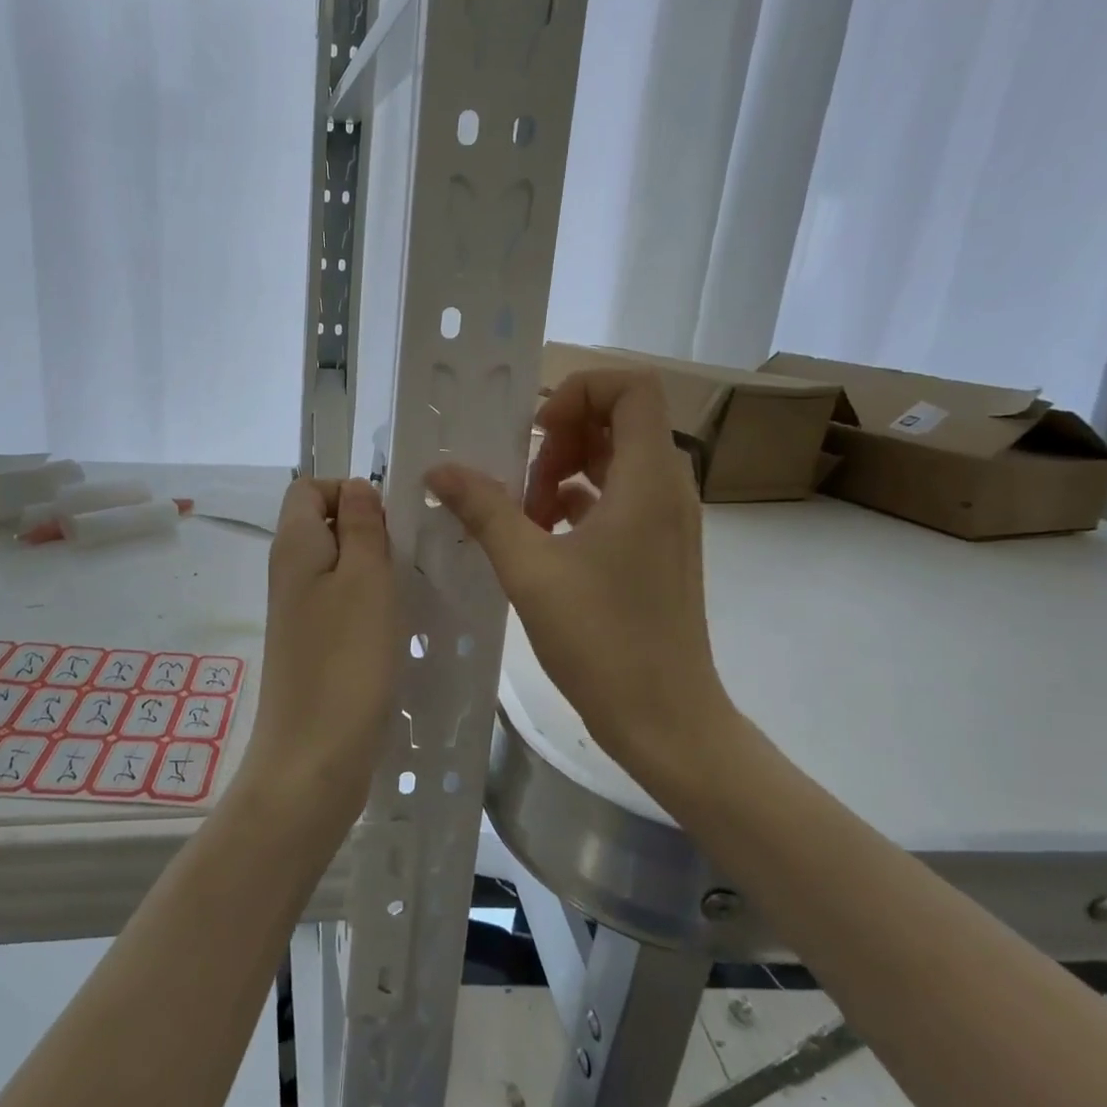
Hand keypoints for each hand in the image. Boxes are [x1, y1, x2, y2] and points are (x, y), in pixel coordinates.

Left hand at [238, 477, 398, 827]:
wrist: (314, 757)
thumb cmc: (346, 660)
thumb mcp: (365, 578)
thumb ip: (362, 525)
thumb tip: (357, 487)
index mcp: (294, 545)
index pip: (309, 488)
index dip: (348, 491)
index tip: (389, 521)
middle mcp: (288, 572)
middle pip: (324, 524)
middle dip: (368, 529)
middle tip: (407, 555)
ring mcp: (298, 611)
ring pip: (336, 565)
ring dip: (372, 567)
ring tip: (407, 588)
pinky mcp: (311, 644)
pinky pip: (339, 602)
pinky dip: (367, 602)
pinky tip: (393, 624)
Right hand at [425, 369, 732, 768]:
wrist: (666, 720)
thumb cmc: (602, 639)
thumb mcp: (530, 569)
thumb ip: (484, 510)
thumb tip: (439, 470)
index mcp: (648, 478)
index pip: (631, 386)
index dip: (579, 392)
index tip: (537, 434)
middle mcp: (666, 488)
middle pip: (618, 420)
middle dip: (561, 439)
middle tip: (523, 485)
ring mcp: (666, 521)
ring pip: (615, 461)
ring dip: (564, 473)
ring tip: (525, 517)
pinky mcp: (657, 549)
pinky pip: (617, 498)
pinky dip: (578, 502)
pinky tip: (541, 539)